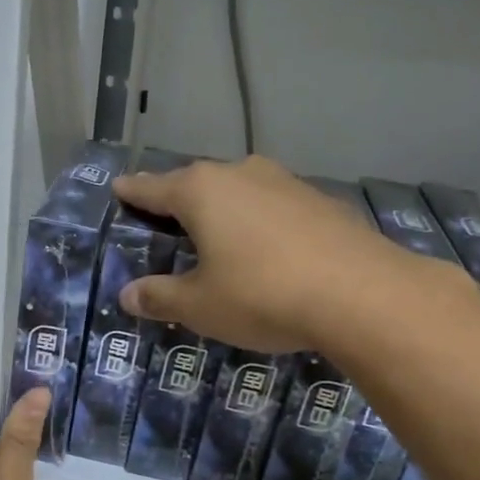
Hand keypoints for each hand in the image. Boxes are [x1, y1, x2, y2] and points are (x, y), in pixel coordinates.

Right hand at [113, 156, 409, 352]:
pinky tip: (268, 247)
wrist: (362, 294)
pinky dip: (261, 221)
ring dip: (224, 208)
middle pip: (197, 183)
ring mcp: (285, 183)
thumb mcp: (200, 305)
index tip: (118, 187)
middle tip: (164, 217)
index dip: (132, 191)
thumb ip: (160, 297)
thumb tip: (127, 296)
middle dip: (178, 199)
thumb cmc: (261, 294)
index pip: (153, 188)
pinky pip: (274, 206)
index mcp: (201, 191)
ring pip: (240, 190)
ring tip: (216, 232)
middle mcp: (241, 174)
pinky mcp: (321, 200)